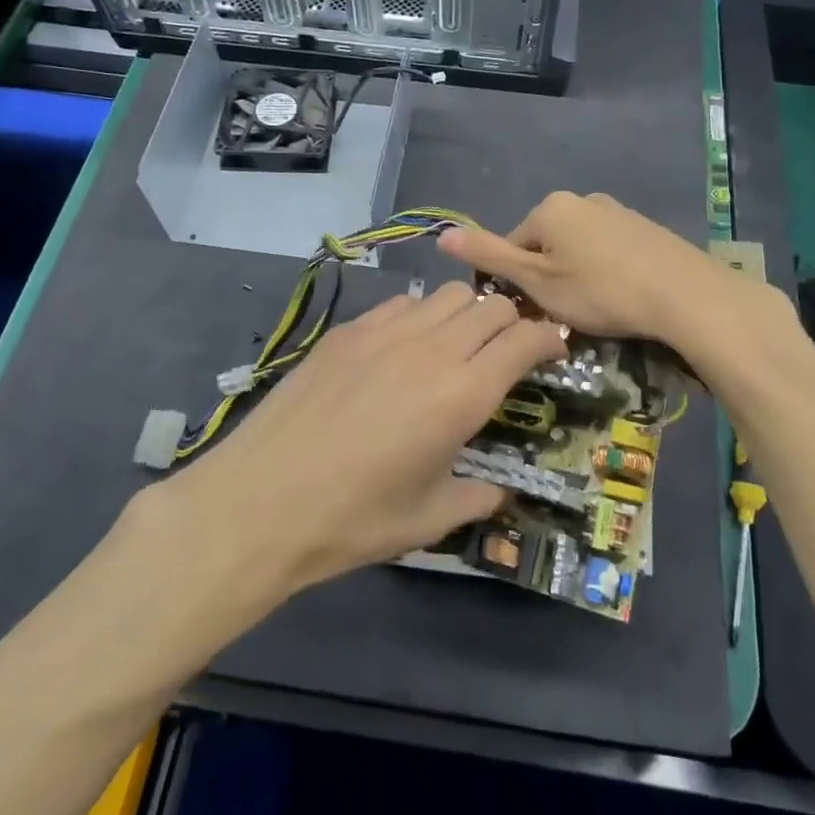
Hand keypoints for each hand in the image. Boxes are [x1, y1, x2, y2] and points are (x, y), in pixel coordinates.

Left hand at [171, 283, 566, 592]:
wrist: (261, 501)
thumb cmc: (353, 519)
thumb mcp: (429, 520)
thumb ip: (477, 499)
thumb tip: (501, 492)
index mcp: (463, 395)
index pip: (524, 339)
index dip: (548, 339)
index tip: (553, 351)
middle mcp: (432, 349)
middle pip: (491, 305)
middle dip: (512, 321)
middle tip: (507, 351)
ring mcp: (386, 332)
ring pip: (448, 294)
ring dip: (467, 313)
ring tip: (456, 345)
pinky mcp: (349, 330)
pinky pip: (402, 303)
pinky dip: (420, 315)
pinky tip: (404, 348)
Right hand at [437, 192, 722, 342]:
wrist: (683, 294)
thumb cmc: (599, 290)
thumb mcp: (536, 280)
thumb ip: (489, 256)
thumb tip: (441, 233)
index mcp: (549, 207)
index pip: (512, 246)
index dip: (516, 283)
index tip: (534, 311)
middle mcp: (580, 199)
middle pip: (544, 245)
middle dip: (547, 279)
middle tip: (564, 315)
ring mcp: (616, 210)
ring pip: (577, 249)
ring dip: (575, 276)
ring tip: (595, 310)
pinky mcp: (643, 227)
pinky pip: (607, 250)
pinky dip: (605, 272)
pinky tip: (620, 297)